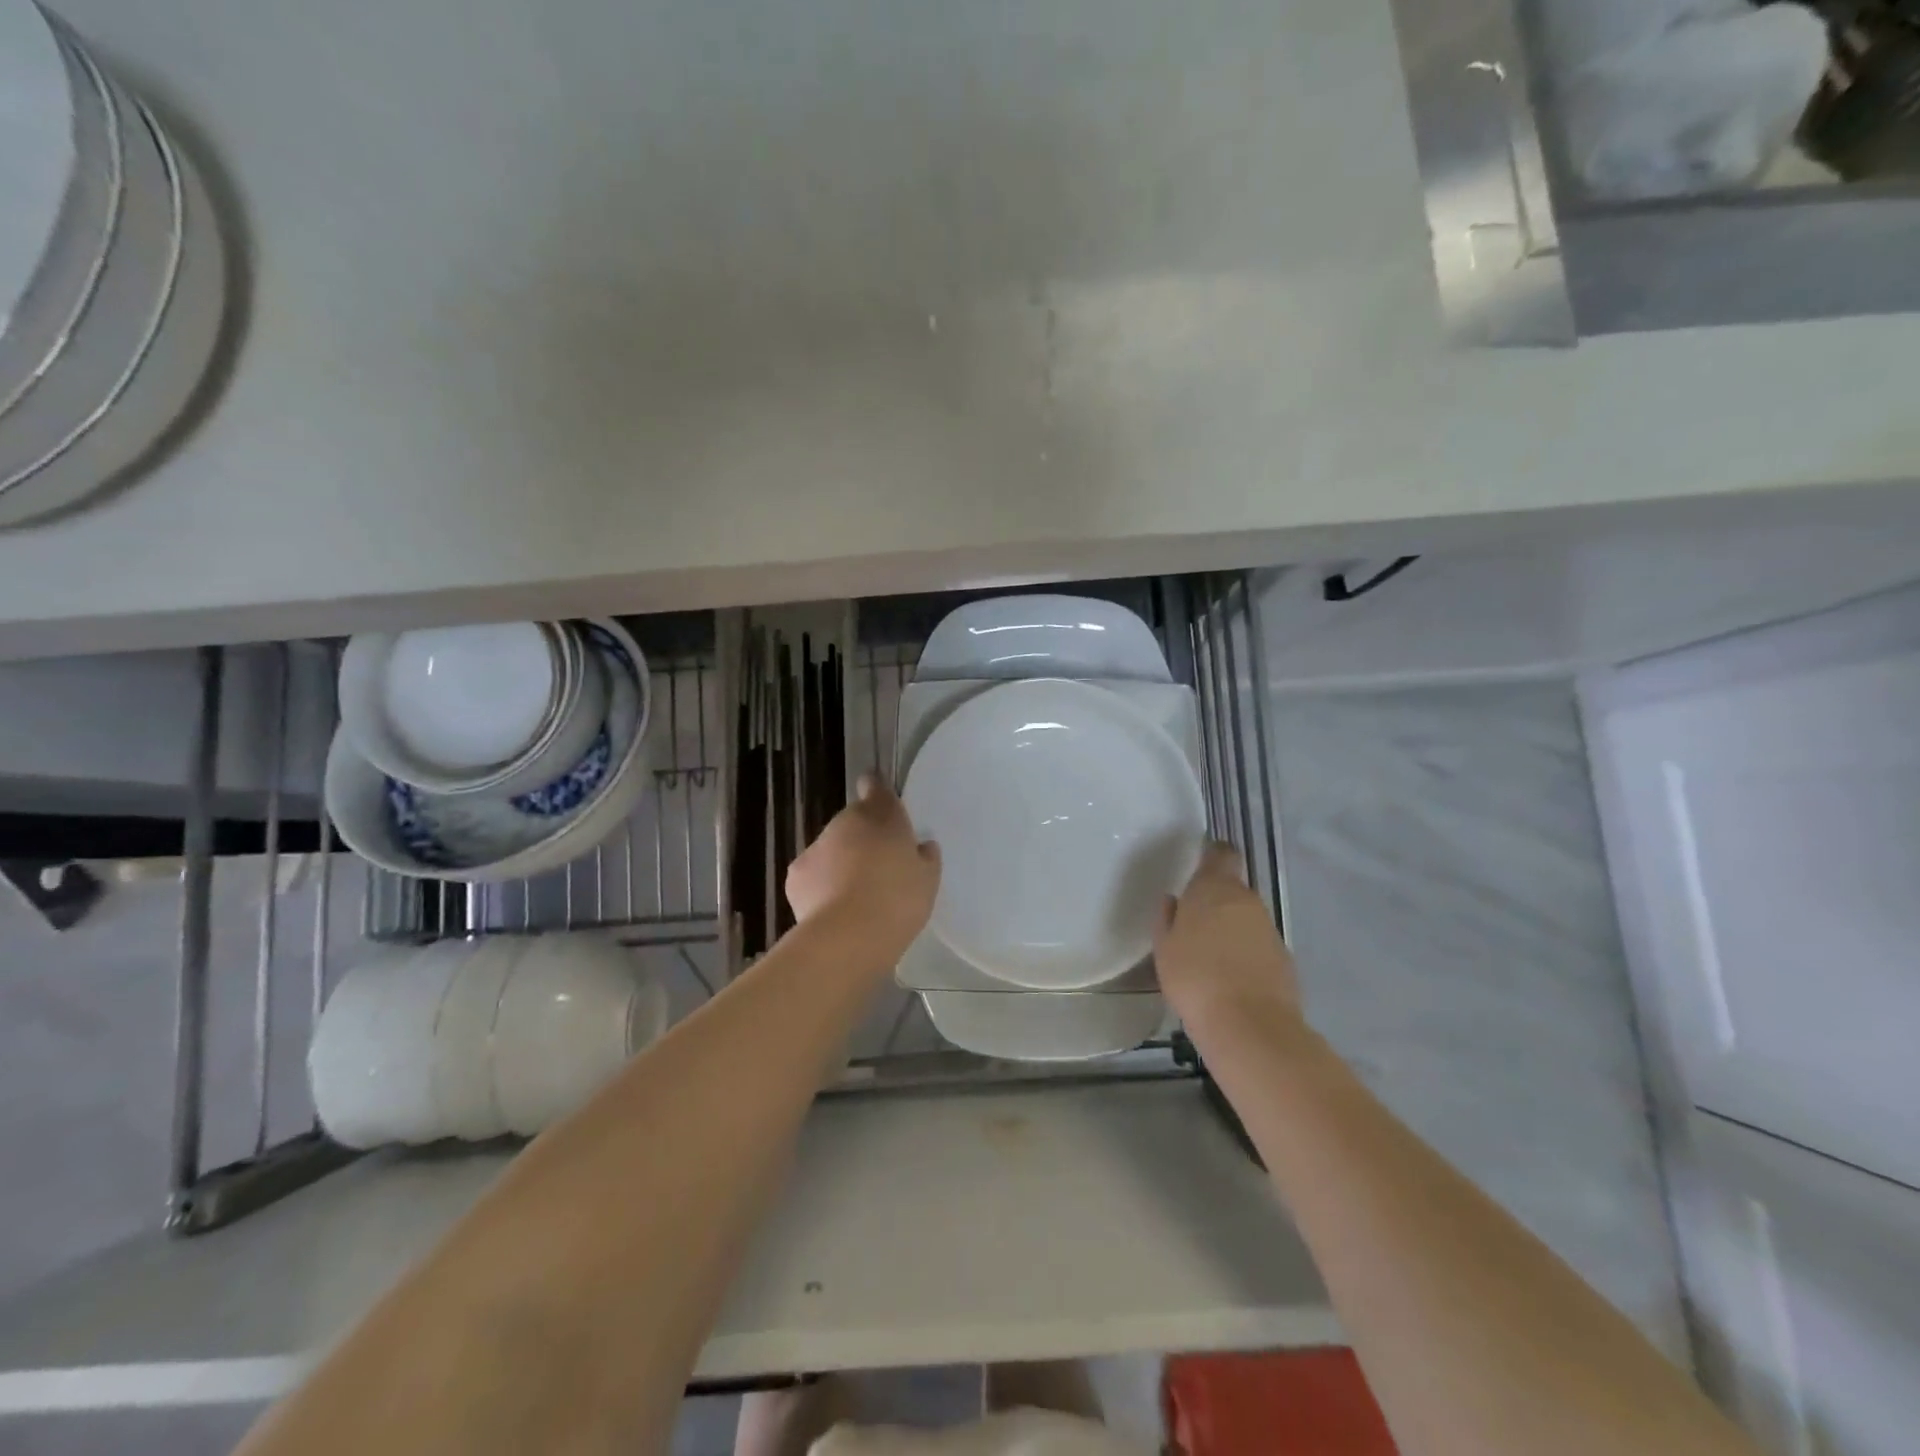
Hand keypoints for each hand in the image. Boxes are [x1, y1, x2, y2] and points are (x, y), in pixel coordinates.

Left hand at [785, 775, 940, 964]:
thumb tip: (922, 847)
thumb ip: (926, 858)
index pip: (876, 787)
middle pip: (854, 822)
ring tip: (856, 896)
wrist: (849, 935)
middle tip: (880, 868)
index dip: (877, 791)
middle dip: (863, 838)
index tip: (880, 803)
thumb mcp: (928, 880)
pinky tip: (834, 909)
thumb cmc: (898, 900)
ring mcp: (817, 846)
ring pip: (832, 848)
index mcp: (882, 815)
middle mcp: (846, 822)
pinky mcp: (795, 874)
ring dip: (841, 862)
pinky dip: (821, 885)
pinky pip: (813, 873)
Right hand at [1155, 842, 1301, 1029]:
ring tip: (1210, 955)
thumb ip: (1167, 919)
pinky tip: (1230, 977)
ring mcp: (1269, 929)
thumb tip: (1174, 901)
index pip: (1221, 854)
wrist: (1249, 1026)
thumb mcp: (1165, 948)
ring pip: (1246, 918)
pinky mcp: (1284, 958)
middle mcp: (1246, 900)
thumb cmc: (1195, 978)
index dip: (1212, 855)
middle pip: (1232, 889)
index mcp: (1214, 889)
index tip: (1200, 864)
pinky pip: (1258, 945)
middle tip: (1195, 923)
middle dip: (1216, 901)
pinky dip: (1246, 953)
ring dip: (1231, 928)